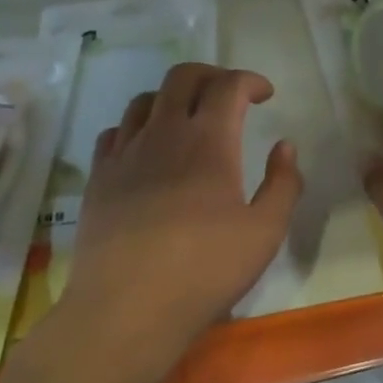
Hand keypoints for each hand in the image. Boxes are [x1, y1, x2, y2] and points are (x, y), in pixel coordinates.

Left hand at [63, 63, 301, 367]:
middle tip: (229, 95)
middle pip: (182, 77)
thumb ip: (283, 184)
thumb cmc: (205, 270)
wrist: (127, 307)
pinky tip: (146, 149)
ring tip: (187, 119)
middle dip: (211, 75)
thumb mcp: (265, 232)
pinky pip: (115, 132)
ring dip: (172, 98)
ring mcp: (125, 153)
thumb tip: (284, 147)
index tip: (265, 94)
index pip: (228, 86)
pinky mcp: (98, 177)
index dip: (250, 80)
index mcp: (209, 141)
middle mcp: (163, 133)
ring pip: (145, 100)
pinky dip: (137, 127)